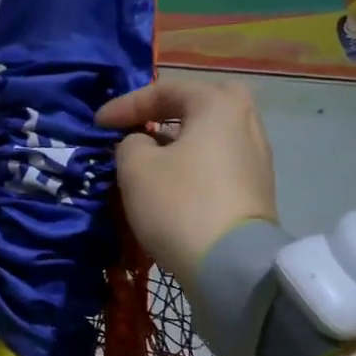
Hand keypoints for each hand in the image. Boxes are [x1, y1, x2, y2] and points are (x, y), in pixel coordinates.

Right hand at [96, 78, 277, 288]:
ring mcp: (257, 158)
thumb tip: (143, 143)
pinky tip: (173, 182)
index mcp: (219, 105)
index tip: (98, 124)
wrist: (229, 264)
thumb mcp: (136, 167)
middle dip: (166, 112)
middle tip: (139, 124)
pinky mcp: (256, 190)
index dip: (126, 105)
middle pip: (200, 105)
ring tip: (150, 157)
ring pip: (210, 136)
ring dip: (178, 141)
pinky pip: (218, 163)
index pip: (166, 90)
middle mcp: (246, 123)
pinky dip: (193, 164)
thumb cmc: (179, 203)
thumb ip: (131, 142)